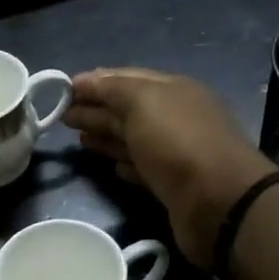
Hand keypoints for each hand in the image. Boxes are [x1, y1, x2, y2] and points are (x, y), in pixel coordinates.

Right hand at [64, 68, 278, 266]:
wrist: (217, 201)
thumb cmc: (177, 142)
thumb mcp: (142, 101)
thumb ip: (112, 88)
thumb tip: (85, 81)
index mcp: (172, 90)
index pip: (127, 78)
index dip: (95, 82)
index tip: (62, 89)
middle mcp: (174, 118)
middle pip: (127, 109)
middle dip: (95, 108)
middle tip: (61, 115)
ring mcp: (174, 153)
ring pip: (132, 139)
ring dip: (105, 136)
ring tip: (78, 138)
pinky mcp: (171, 185)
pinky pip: (142, 169)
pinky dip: (124, 164)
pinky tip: (110, 167)